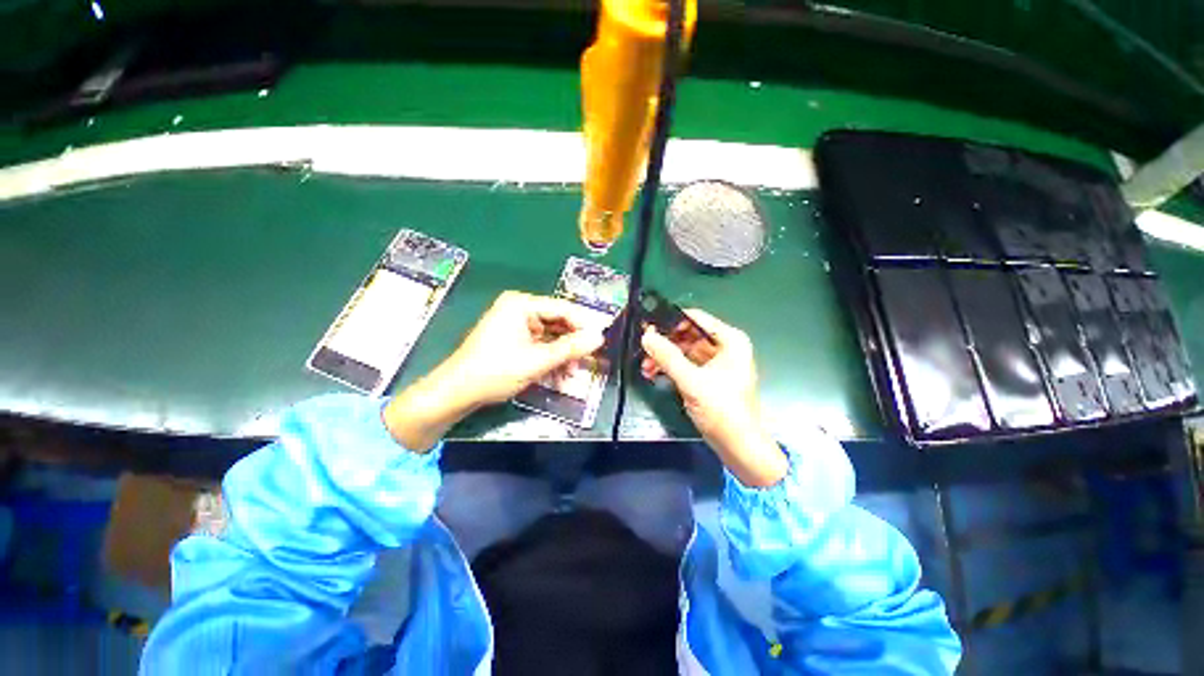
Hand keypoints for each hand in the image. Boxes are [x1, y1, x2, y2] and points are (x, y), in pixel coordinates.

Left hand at [385, 291, 606, 450]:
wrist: (456, 393)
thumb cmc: (495, 371)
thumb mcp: (537, 360)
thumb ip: (570, 348)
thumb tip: (599, 337)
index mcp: (521, 304)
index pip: (562, 309)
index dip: (584, 325)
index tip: (601, 341)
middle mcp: (519, 309)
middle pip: (557, 323)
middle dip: (572, 345)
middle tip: (587, 361)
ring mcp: (515, 325)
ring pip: (550, 337)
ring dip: (562, 356)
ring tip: (572, 375)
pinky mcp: (513, 339)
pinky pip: (539, 345)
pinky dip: (550, 359)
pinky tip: (559, 375)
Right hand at [640, 310, 787, 486]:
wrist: (739, 447)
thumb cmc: (723, 410)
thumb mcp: (692, 382)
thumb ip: (668, 357)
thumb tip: (647, 336)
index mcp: (730, 340)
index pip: (696, 318)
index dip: (671, 320)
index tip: (648, 325)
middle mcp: (724, 347)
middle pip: (688, 335)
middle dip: (665, 342)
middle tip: (643, 347)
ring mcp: (716, 363)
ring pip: (684, 350)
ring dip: (665, 357)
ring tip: (645, 366)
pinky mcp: (708, 378)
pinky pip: (686, 364)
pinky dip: (670, 367)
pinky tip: (653, 373)